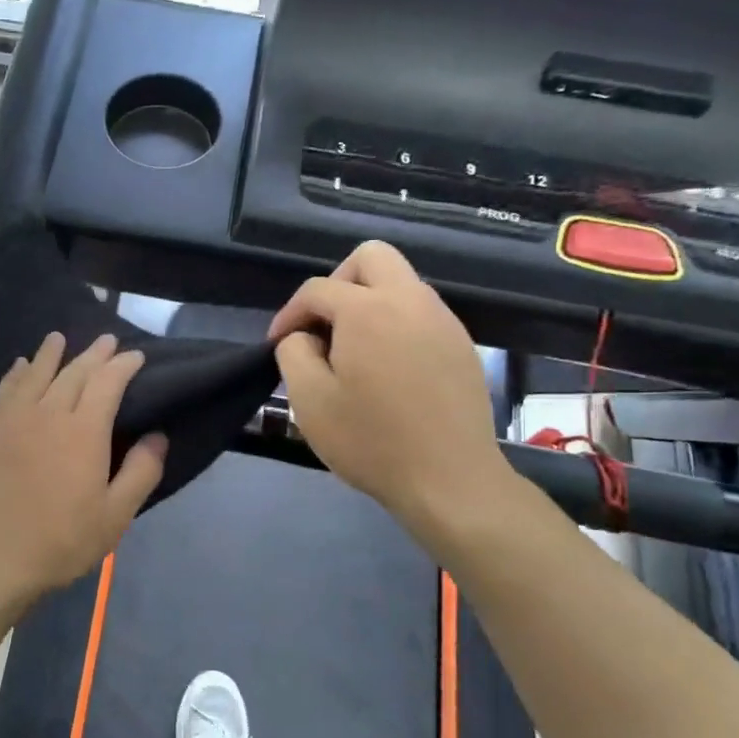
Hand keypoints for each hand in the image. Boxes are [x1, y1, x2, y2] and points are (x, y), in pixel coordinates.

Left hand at [0, 332, 167, 614]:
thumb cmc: (59, 542)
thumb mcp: (114, 517)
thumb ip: (141, 472)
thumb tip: (157, 435)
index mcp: (83, 431)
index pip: (107, 383)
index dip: (123, 365)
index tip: (136, 356)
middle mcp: (47, 413)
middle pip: (73, 372)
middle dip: (94, 354)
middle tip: (107, 340)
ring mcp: (11, 419)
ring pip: (35, 374)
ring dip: (51, 353)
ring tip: (59, 338)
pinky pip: (4, 390)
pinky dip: (16, 374)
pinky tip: (19, 366)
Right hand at [268, 241, 510, 541]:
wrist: (449, 480)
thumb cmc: (370, 440)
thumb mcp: (308, 399)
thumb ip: (293, 352)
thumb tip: (305, 336)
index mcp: (368, 310)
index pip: (317, 289)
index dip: (289, 313)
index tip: (277, 345)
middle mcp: (410, 301)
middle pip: (370, 257)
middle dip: (337, 283)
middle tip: (322, 326)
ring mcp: (443, 321)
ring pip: (400, 282)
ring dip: (368, 302)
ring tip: (351, 350)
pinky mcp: (461, 345)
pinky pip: (420, 312)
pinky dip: (395, 323)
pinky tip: (386, 368)